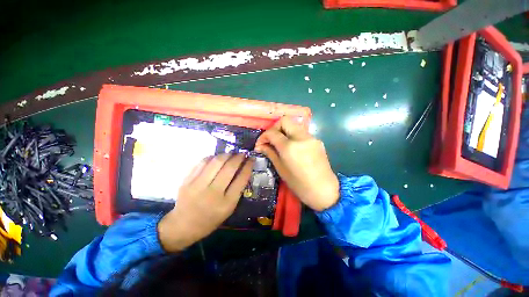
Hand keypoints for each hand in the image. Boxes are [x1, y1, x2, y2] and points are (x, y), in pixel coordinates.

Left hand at [158, 153, 253, 251]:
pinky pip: (202, 162)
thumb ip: (237, 190)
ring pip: (216, 162)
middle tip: (242, 154)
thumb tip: (243, 169)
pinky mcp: (187, 181)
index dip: (248, 166)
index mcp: (227, 204)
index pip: (241, 179)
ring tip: (231, 154)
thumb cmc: (211, 219)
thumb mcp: (229, 208)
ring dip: (226, 155)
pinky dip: (212, 157)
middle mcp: (213, 193)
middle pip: (229, 168)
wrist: (183, 226)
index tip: (251, 159)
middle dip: (238, 157)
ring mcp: (197, 186)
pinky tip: (217, 157)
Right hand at [255, 117, 338, 210]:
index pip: (273, 133)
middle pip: (285, 120)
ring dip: (284, 131)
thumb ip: (270, 153)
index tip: (260, 144)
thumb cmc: (299, 184)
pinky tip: (292, 147)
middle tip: (270, 140)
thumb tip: (260, 146)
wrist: (324, 191)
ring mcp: (311, 137)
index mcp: (290, 147)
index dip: (263, 136)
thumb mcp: (281, 169)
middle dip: (274, 128)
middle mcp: (301, 137)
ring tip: (280, 144)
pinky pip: (302, 132)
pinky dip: (293, 136)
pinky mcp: (317, 140)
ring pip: (294, 125)